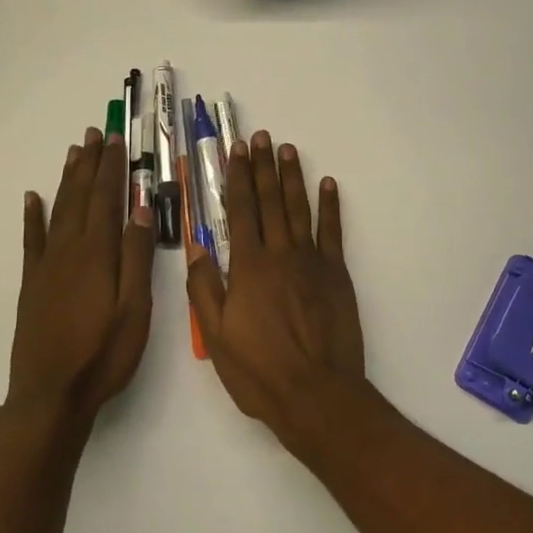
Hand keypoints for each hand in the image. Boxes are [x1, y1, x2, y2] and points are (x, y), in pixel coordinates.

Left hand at [11, 128, 154, 424]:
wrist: (51, 395)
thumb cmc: (103, 354)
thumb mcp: (134, 308)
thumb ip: (136, 256)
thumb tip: (140, 208)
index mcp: (97, 253)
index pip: (106, 198)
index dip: (112, 168)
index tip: (116, 140)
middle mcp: (69, 250)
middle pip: (81, 196)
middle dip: (89, 163)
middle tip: (95, 133)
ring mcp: (47, 266)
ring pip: (58, 210)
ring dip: (67, 179)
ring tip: (74, 152)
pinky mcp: (32, 283)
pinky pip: (32, 240)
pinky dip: (32, 216)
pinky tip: (32, 198)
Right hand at [187, 131, 366, 451]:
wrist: (316, 394)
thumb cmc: (259, 370)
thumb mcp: (216, 335)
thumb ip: (204, 286)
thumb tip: (196, 244)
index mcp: (248, 267)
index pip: (240, 211)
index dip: (237, 178)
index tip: (236, 151)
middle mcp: (279, 254)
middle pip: (270, 201)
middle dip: (263, 167)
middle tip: (261, 137)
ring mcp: (311, 261)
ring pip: (300, 209)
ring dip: (293, 177)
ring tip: (288, 149)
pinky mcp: (336, 274)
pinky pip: (333, 232)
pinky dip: (330, 206)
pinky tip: (328, 184)